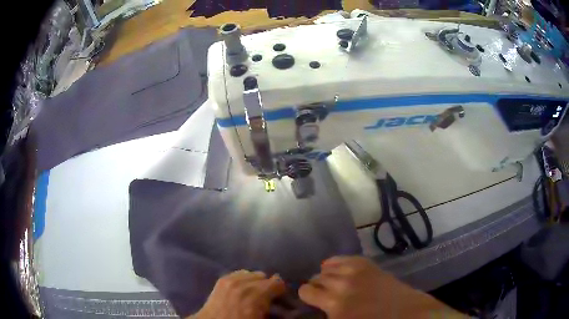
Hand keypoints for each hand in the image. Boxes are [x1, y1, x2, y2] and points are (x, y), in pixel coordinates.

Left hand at [191, 270, 285, 318]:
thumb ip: (275, 312)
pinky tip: (244, 289)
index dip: (282, 291)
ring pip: (252, 273)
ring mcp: (230, 280)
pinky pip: (240, 273)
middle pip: (265, 276)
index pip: (277, 282)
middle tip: (268, 298)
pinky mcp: (222, 279)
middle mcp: (244, 285)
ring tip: (254, 293)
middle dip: (268, 286)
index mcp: (255, 297)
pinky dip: (245, 279)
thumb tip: (287, 308)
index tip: (281, 298)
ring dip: (256, 282)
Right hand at [299, 256, 465, 318]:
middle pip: (316, 278)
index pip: (306, 291)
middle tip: (321, 294)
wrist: (407, 314)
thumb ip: (328, 315)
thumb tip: (318, 308)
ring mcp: (356, 272)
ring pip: (327, 267)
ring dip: (325, 275)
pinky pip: (343, 258)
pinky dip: (335, 262)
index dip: (306, 295)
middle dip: (315, 286)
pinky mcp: (367, 265)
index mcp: (335, 305)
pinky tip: (335, 268)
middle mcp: (342, 285)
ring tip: (329, 282)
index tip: (310, 300)